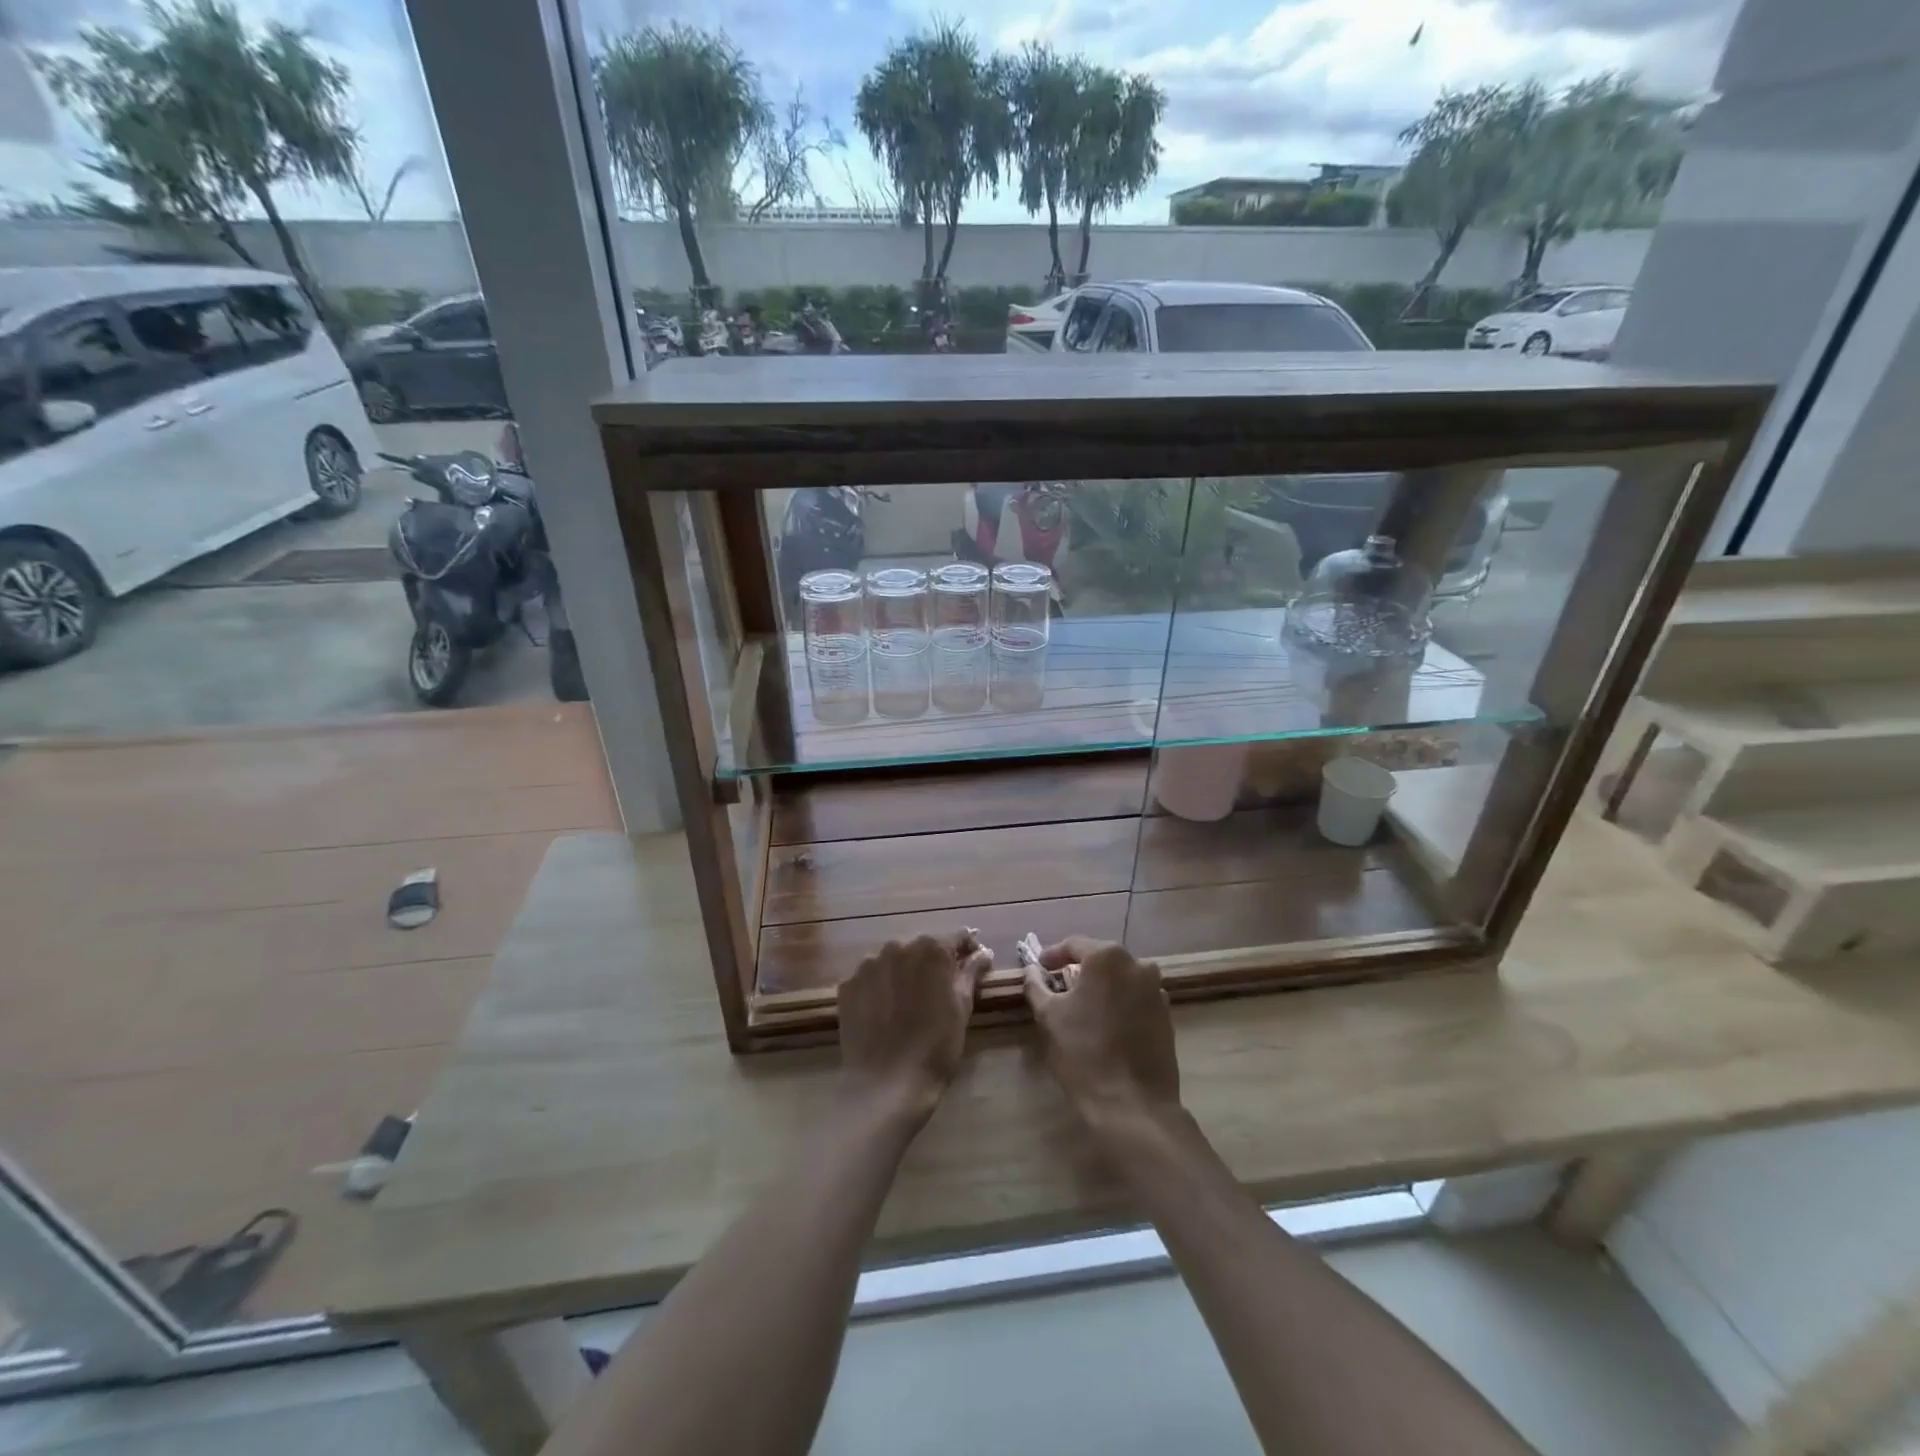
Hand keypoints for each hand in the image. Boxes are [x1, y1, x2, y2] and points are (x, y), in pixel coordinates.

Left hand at [838, 932, 991, 1120]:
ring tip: (910, 1001)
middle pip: (921, 946)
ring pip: (893, 959)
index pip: (956, 937)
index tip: (974, 963)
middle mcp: (898, 946)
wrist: (886, 1084)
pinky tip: (885, 1011)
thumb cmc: (936, 1047)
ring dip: (904, 972)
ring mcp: (868, 964)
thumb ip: (971, 972)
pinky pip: (871, 977)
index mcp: (931, 949)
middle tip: (941, 988)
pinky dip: (880, 987)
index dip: (967, 949)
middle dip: (933, 961)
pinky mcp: (848, 984)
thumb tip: (982, 952)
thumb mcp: (962, 1008)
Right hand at [1024, 938, 1181, 1131]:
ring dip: (1101, 987)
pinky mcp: (1167, 1015)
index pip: (1074, 945)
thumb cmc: (1084, 1053)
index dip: (1052, 955)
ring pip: (1121, 979)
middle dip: (1078, 970)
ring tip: (1082, 1007)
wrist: (1133, 1105)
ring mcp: (1156, 990)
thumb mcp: (1049, 1016)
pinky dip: (1119, 1003)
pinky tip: (1106, 1024)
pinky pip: (1136, 998)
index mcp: (1107, 957)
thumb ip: (1037, 985)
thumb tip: (1032, 970)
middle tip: (1058, 986)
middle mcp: (1137, 964)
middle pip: (1101, 959)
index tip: (1039, 968)